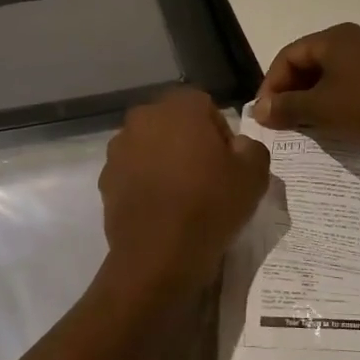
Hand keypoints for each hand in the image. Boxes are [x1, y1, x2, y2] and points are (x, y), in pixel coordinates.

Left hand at [98, 89, 271, 301]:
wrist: (159, 254)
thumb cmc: (211, 204)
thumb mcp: (255, 174)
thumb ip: (251, 147)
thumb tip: (237, 146)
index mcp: (180, 105)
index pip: (206, 108)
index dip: (220, 135)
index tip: (228, 164)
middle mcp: (143, 117)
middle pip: (174, 124)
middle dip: (189, 143)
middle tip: (207, 178)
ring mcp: (119, 148)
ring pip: (150, 147)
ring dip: (164, 161)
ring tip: (181, 196)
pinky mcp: (105, 178)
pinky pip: (133, 172)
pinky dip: (145, 183)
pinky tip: (160, 209)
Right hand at [251, 23, 359, 164]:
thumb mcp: (318, 109)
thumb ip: (284, 107)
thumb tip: (259, 111)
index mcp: (336, 37)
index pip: (289, 55)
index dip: (271, 83)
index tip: (265, 111)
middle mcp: (356, 40)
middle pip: (310, 62)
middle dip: (291, 91)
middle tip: (280, 118)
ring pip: (331, 75)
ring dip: (311, 98)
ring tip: (302, 123)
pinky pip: (351, 84)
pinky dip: (334, 100)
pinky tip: (331, 122)